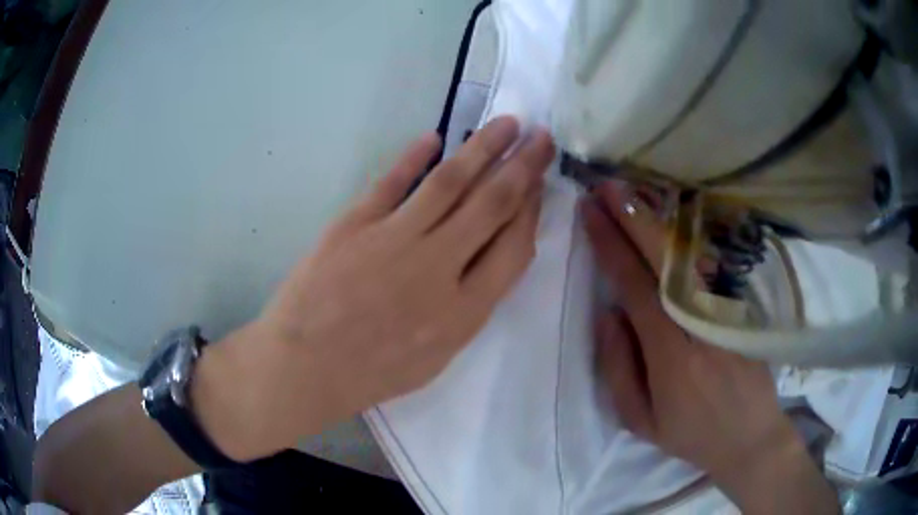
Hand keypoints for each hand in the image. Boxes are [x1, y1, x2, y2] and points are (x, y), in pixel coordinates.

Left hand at [194, 117, 555, 461]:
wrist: (305, 366)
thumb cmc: (372, 373)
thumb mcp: (436, 358)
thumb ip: (467, 309)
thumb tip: (486, 260)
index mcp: (463, 311)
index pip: (513, 247)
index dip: (532, 210)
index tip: (539, 184)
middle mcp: (437, 267)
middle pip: (492, 205)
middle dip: (523, 167)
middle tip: (541, 138)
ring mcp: (394, 239)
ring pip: (450, 182)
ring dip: (483, 148)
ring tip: (507, 123)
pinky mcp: (355, 223)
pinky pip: (392, 181)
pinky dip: (414, 156)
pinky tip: (435, 137)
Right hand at [584, 182, 837, 512]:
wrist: (749, 435)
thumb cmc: (689, 432)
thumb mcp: (639, 419)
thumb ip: (617, 366)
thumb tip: (607, 311)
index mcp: (670, 354)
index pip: (635, 285)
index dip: (611, 245)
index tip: (590, 212)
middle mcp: (701, 323)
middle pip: (665, 258)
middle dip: (633, 218)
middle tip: (605, 187)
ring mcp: (728, 310)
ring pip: (691, 253)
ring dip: (659, 219)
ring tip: (632, 193)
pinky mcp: (743, 306)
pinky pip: (712, 262)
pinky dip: (689, 235)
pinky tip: (671, 217)